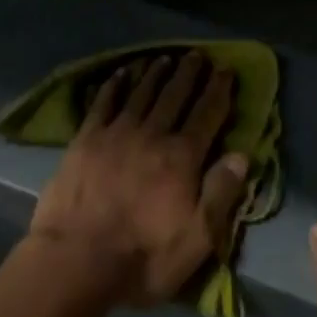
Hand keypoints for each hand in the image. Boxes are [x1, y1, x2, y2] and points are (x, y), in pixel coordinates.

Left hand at [29, 51, 248, 307]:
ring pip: (142, 92)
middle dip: (189, 73)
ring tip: (165, 57)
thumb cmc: (141, 258)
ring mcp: (117, 133)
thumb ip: (221, 195)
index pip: (208, 114)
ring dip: (156, 73)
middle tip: (197, 55)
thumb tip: (242, 155)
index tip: (226, 70)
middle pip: (175, 95)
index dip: (219, 90)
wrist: (74, 261)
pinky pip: (104, 102)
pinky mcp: (86, 139)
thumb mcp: (195, 240)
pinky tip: (121, 73)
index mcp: (182, 157)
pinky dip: (115, 85)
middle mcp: (153, 134)